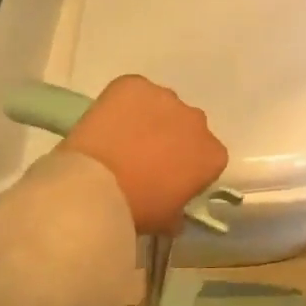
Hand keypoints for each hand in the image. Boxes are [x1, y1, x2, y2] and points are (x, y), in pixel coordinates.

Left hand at [61, 75, 227, 234]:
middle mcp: (197, 121)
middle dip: (171, 139)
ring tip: (121, 140)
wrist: (94, 186)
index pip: (208, 157)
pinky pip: (133, 91)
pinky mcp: (135, 84)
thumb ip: (178, 212)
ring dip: (148, 119)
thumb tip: (174, 213)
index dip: (188, 167)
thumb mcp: (165, 221)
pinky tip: (107, 122)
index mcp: (212, 155)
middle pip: (188, 127)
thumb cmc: (136, 208)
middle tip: (144, 159)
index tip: (169, 179)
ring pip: (161, 106)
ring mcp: (166, 98)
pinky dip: (123, 103)